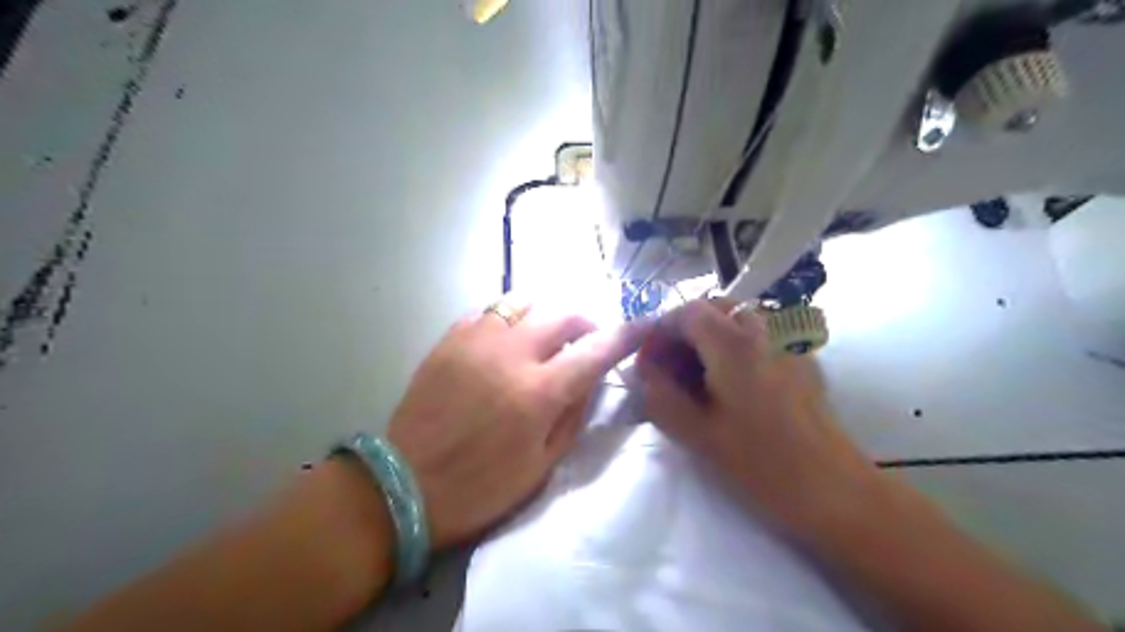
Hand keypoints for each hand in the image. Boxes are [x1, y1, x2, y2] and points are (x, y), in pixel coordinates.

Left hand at [388, 296, 649, 546]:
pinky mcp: (449, 339)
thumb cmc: (481, 487)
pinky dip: (509, 317)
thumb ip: (574, 415)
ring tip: (547, 333)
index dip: (625, 336)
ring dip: (547, 313)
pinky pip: (489, 310)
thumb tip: (590, 377)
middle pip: (562, 314)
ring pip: (524, 301)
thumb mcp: (542, 466)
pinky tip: (508, 336)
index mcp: (538, 392)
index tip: (643, 326)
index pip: (595, 351)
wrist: (405, 485)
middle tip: (587, 339)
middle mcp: (511, 354)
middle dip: (585, 321)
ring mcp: (476, 341)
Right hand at [636, 300, 883, 538]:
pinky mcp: (802, 360)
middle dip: (684, 331)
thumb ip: (659, 394)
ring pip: (738, 320)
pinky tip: (734, 386)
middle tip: (671, 367)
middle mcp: (764, 331)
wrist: (833, 490)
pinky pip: (760, 336)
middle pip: (714, 308)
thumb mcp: (695, 433)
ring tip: (699, 377)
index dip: (661, 330)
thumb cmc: (759, 463)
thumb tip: (644, 369)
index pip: (687, 311)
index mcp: (734, 344)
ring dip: (710, 337)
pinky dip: (735, 346)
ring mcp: (788, 343)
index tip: (650, 361)